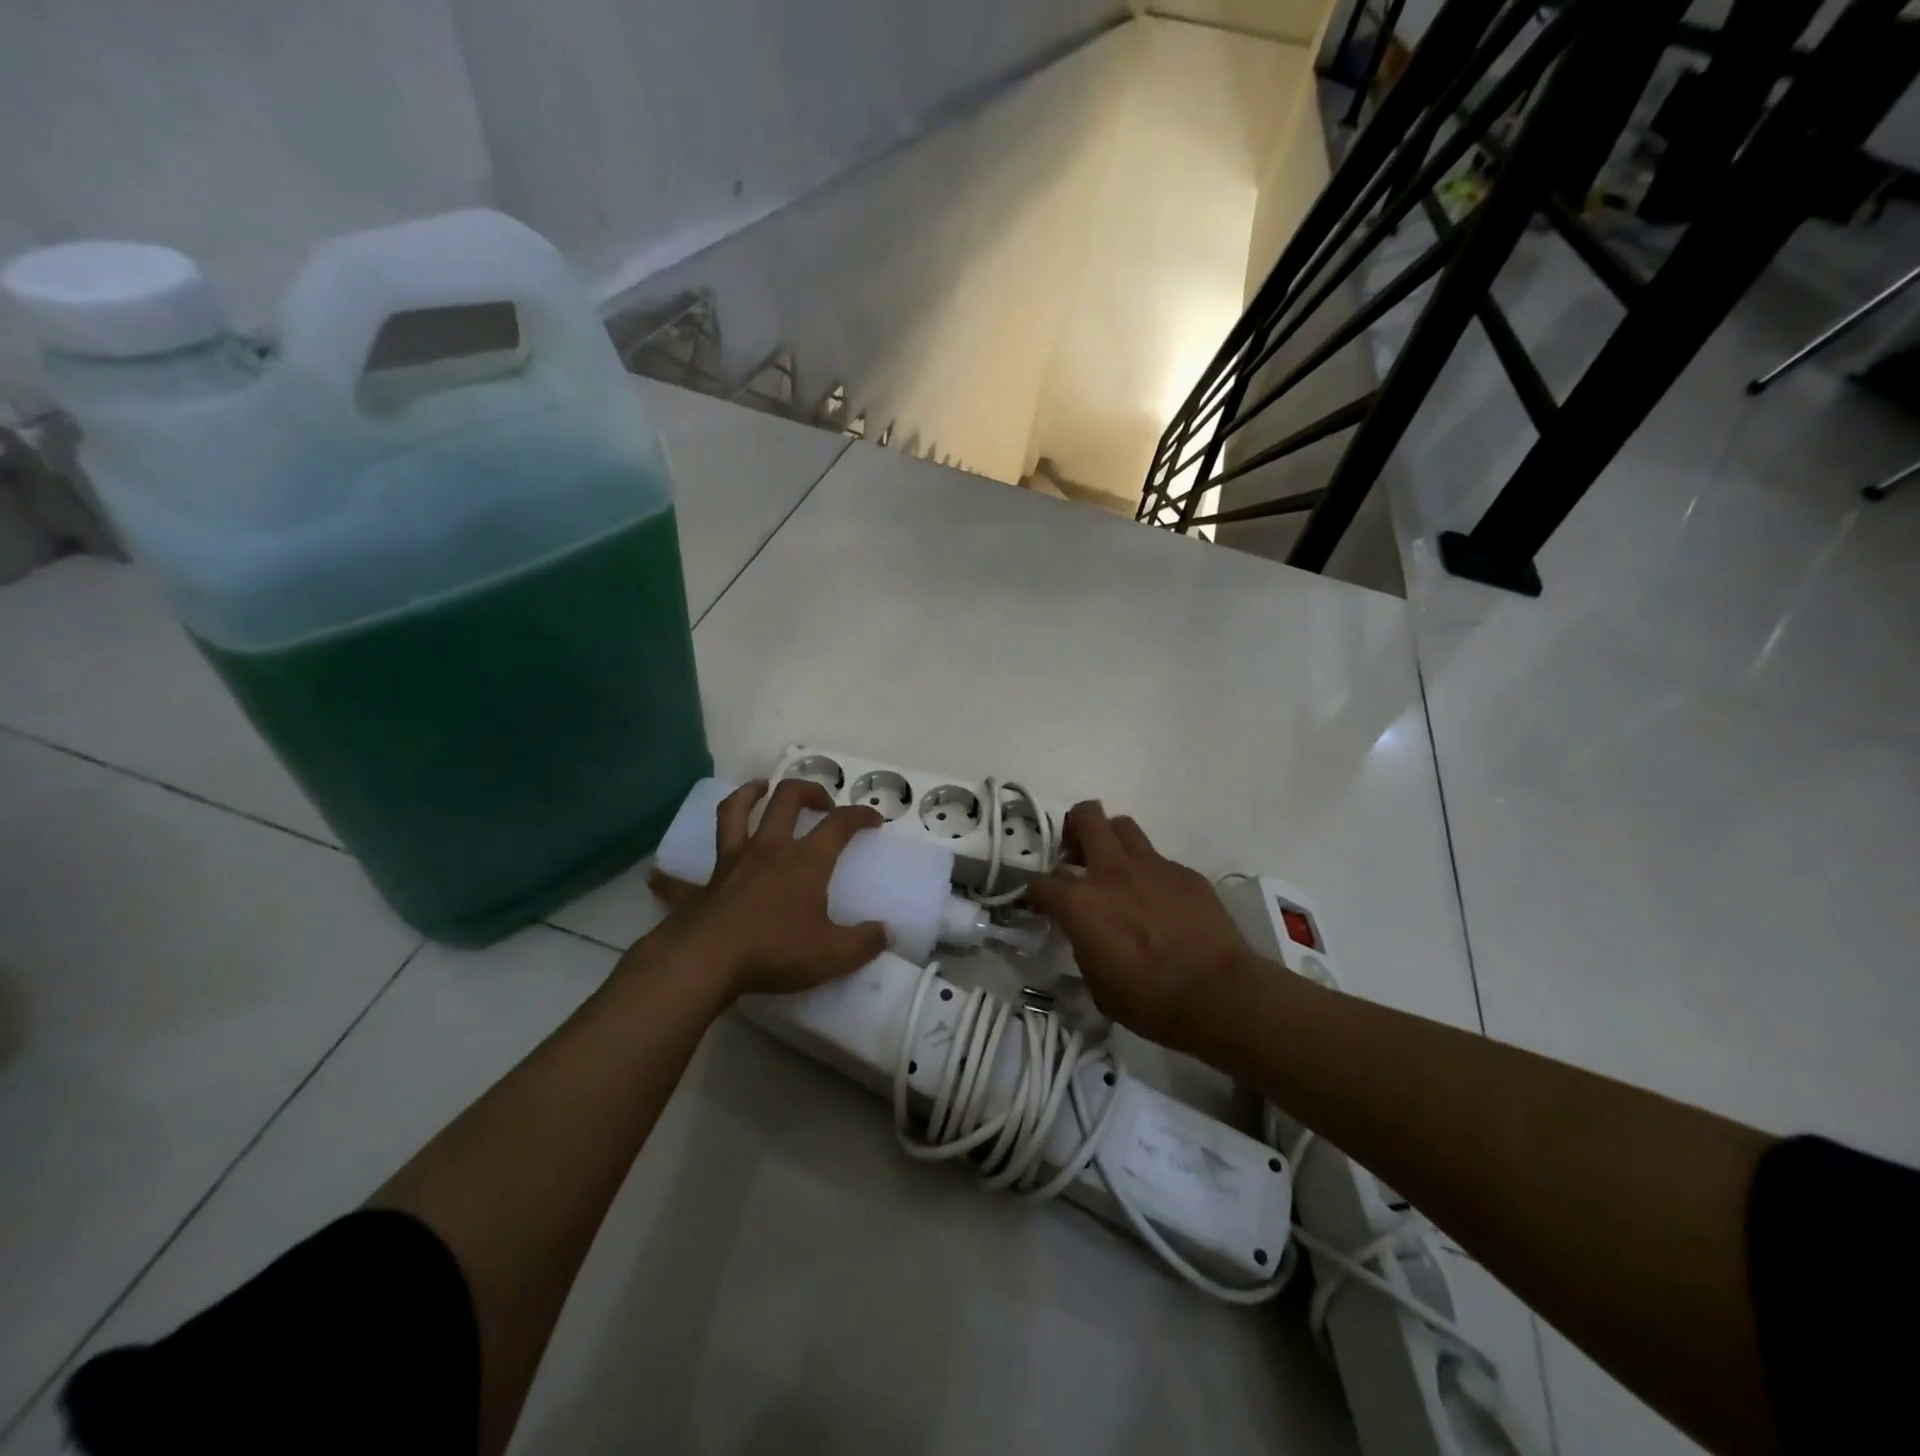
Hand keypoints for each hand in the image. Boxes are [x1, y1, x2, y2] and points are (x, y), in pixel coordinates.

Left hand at [646, 779, 889, 999]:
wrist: (707, 961)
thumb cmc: (775, 951)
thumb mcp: (832, 954)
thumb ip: (864, 942)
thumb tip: (886, 932)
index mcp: (805, 861)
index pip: (839, 825)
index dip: (860, 816)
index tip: (873, 819)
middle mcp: (769, 849)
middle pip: (787, 800)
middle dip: (808, 791)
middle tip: (821, 802)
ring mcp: (730, 863)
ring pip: (735, 813)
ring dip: (748, 794)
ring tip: (758, 788)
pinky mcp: (700, 887)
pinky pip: (680, 878)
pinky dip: (670, 876)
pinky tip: (657, 876)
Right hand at [1027, 802, 1255, 1053]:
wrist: (1217, 994)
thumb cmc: (1149, 1000)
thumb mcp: (1097, 983)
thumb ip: (1083, 946)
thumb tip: (1085, 934)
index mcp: (1079, 902)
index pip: (1040, 883)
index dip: (1035, 894)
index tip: (1039, 906)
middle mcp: (1111, 872)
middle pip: (1086, 816)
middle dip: (1075, 828)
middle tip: (1077, 857)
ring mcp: (1151, 866)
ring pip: (1123, 826)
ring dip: (1112, 841)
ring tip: (1115, 870)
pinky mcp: (1185, 873)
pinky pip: (1158, 860)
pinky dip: (1150, 874)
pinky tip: (1159, 903)